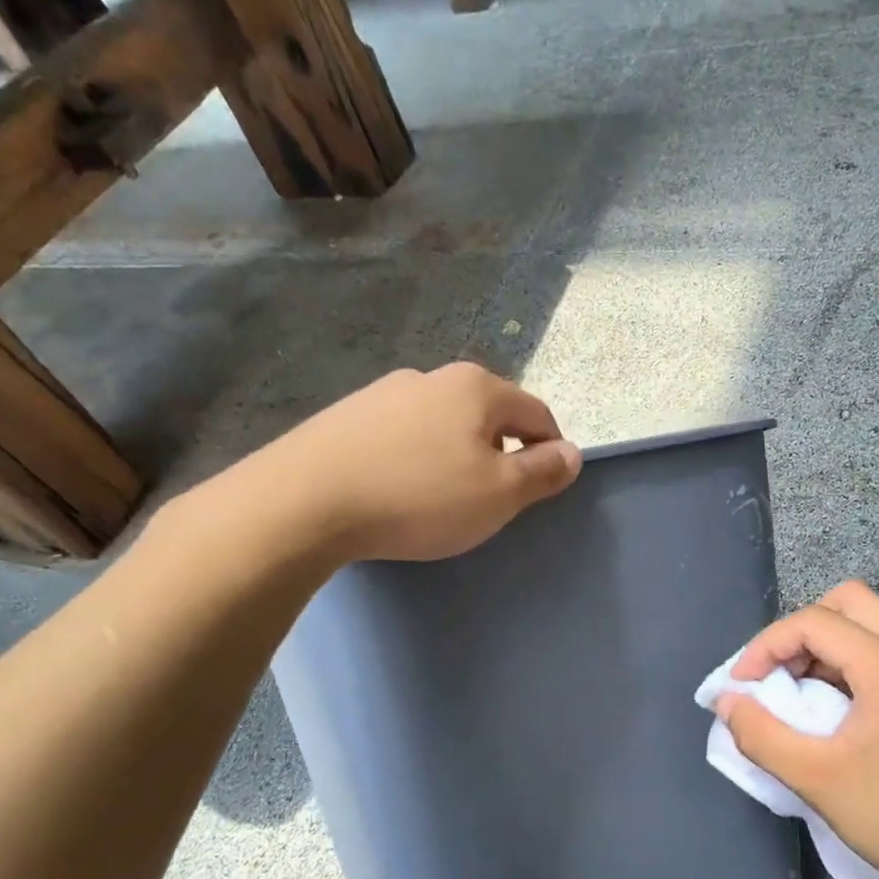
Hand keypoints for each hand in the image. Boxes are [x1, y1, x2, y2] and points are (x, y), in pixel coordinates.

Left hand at [181, 362, 581, 572]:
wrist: (304, 501)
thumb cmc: (420, 498)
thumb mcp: (499, 494)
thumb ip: (542, 472)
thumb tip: (574, 453)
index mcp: (477, 388)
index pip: (537, 415)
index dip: (550, 451)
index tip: (542, 489)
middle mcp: (432, 377)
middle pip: (488, 415)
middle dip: (500, 452)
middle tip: (492, 500)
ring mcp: (383, 393)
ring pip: (442, 424)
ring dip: (456, 455)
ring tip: (441, 499)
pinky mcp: (346, 416)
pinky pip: (401, 436)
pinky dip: (414, 459)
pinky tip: (398, 491)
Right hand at [717, 580, 878, 878]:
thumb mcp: (817, 780)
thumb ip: (761, 735)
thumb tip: (727, 702)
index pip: (814, 621)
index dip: (766, 646)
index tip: (742, 686)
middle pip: (847, 601)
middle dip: (801, 630)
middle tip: (778, 675)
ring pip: (870, 622)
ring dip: (826, 645)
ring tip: (801, 692)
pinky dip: (851, 661)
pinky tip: (837, 708)